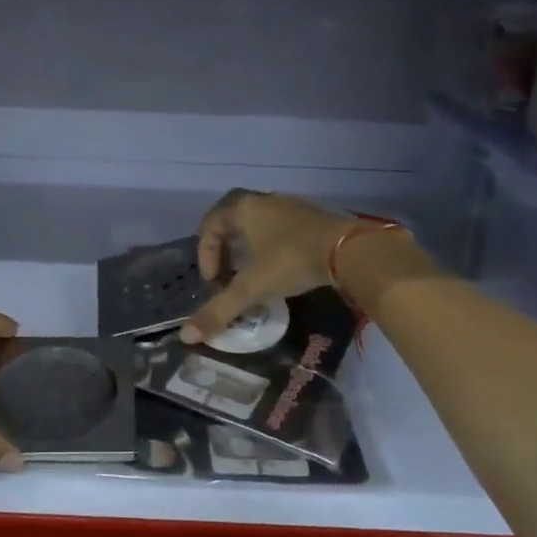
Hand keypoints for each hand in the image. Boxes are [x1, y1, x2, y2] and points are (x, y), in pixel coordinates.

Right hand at [180, 191, 356, 343]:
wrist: (351, 250)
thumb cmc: (292, 261)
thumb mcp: (252, 287)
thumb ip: (220, 310)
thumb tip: (186, 336)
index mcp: (244, 208)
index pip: (210, 225)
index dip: (205, 254)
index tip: (214, 281)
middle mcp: (263, 200)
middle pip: (232, 220)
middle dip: (224, 249)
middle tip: (226, 276)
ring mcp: (290, 206)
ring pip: (257, 224)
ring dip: (248, 248)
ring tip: (252, 275)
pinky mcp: (311, 217)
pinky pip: (279, 228)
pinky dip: (270, 246)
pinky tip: (280, 269)